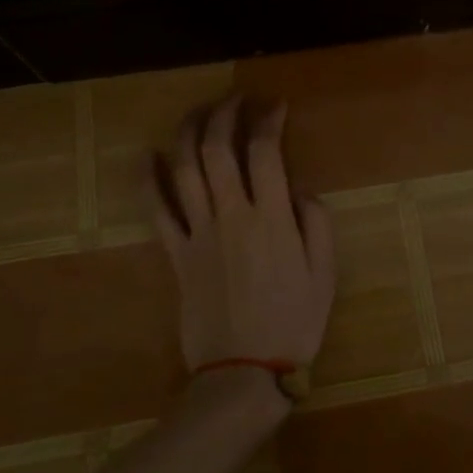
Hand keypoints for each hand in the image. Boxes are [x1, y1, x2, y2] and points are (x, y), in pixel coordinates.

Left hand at [155, 96, 336, 372]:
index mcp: (271, 219)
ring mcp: (198, 233)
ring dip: (189, 132)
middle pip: (218, 149)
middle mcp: (231, 215)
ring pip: (185, 169)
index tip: (276, 106)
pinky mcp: (176, 254)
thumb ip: (316, 223)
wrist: (242, 374)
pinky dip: (148, 180)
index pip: (265, 152)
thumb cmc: (293, 324)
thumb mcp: (325, 275)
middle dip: (225, 113)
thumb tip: (299, 188)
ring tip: (198, 111)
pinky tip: (147, 155)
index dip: (268, 121)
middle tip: (235, 99)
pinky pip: (156, 210)